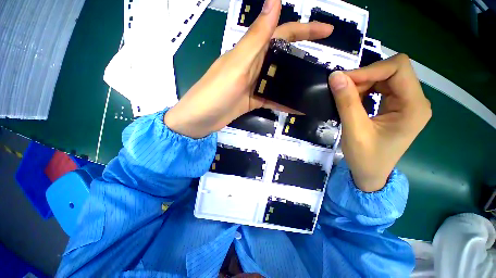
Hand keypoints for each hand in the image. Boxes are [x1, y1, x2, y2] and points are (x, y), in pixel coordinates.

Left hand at [164, 0, 332, 137]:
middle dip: (302, 57)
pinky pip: (271, 99)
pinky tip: (297, 106)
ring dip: (294, 82)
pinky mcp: (252, 100)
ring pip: (278, 80)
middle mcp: (253, 66)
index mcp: (250, 52)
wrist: (201, 119)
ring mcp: (253, 85)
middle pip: (282, 57)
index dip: (304, 29)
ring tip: (313, 86)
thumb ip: (256, 39)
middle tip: (322, 65)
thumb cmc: (215, 92)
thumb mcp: (237, 65)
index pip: (281, 33)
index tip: (326, 31)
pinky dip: (284, 102)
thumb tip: (273, 1)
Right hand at [328, 54, 431, 191]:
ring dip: (362, 84)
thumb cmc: (365, 158)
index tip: (343, 81)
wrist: (371, 174)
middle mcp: (415, 100)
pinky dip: (363, 91)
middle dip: (364, 77)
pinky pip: (380, 88)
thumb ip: (346, 102)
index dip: (369, 70)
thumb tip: (335, 76)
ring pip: (384, 78)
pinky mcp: (396, 107)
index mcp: (414, 107)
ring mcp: (406, 103)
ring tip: (345, 98)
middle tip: (341, 90)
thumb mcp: (354, 130)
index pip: (398, 68)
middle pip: (392, 71)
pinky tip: (353, 102)